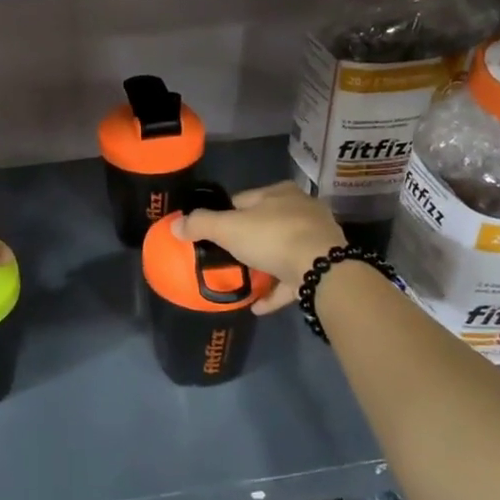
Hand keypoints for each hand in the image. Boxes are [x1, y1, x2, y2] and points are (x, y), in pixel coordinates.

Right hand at [177, 182, 343, 314]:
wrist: (322, 270)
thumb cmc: (273, 237)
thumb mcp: (228, 229)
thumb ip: (201, 224)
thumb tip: (175, 225)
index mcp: (279, 193)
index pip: (243, 200)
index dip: (224, 215)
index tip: (211, 234)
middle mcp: (301, 209)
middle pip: (264, 224)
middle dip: (246, 240)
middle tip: (226, 258)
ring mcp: (316, 238)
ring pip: (282, 250)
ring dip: (263, 265)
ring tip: (242, 281)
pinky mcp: (324, 266)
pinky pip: (293, 278)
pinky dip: (276, 290)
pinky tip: (258, 306)